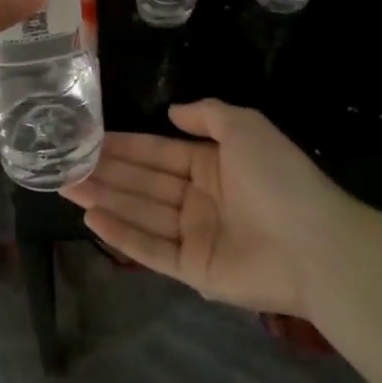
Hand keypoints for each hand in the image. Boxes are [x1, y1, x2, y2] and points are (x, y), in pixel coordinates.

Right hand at [61, 99, 349, 315]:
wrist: (317, 245)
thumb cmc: (279, 179)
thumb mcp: (246, 127)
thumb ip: (208, 114)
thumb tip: (172, 112)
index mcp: (212, 166)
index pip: (157, 153)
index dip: (124, 146)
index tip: (89, 138)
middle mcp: (199, 199)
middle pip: (143, 183)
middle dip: (105, 172)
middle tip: (64, 163)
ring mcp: (195, 236)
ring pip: (141, 213)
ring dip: (104, 199)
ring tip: (66, 185)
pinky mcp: (193, 270)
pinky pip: (151, 249)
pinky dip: (122, 234)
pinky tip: (92, 218)